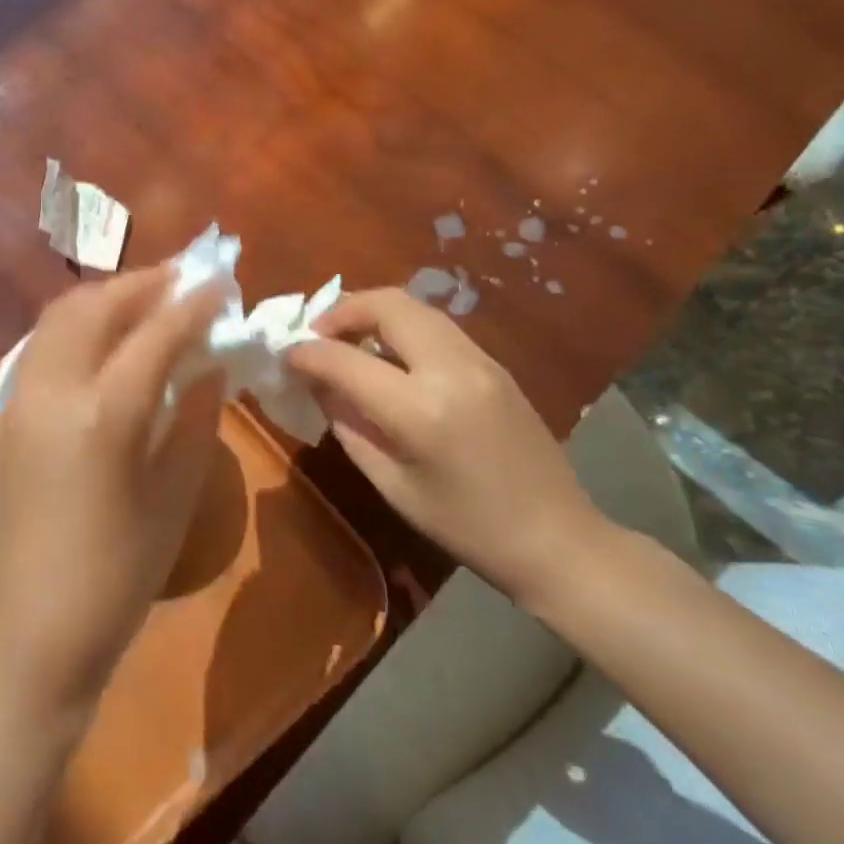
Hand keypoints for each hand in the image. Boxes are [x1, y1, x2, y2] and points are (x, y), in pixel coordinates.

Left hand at [0, 266, 226, 716]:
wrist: (26, 633)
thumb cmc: (115, 578)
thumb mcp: (173, 500)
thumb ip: (195, 422)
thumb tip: (211, 365)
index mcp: (104, 414)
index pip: (155, 334)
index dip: (192, 304)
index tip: (220, 284)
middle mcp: (54, 389)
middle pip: (96, 306)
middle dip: (142, 284)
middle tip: (182, 280)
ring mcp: (20, 399)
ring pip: (60, 318)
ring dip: (105, 298)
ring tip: (145, 299)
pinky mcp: (4, 415)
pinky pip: (42, 346)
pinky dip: (77, 325)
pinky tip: (103, 340)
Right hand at [287, 287, 605, 603]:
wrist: (558, 539)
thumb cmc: (466, 527)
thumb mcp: (391, 484)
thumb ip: (348, 424)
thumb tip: (317, 384)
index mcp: (421, 410)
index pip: (345, 359)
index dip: (306, 353)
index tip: (285, 356)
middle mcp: (452, 369)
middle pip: (387, 305)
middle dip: (341, 311)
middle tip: (317, 336)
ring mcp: (480, 360)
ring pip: (414, 307)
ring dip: (372, 313)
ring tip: (348, 341)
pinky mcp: (494, 363)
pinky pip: (435, 325)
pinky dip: (400, 326)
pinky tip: (387, 356)